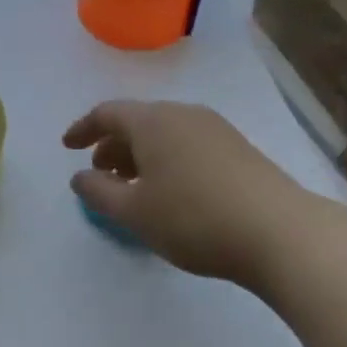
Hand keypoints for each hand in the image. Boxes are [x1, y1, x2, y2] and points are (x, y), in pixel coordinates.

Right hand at [63, 100, 319, 286]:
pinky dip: (166, 161)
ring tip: (132, 186)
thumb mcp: (134, 211)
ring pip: (164, 134)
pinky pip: (187, 145)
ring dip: (140, 155)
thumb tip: (81, 177)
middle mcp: (184, 115)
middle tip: (99, 173)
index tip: (67, 147)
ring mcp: (216, 130)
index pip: (107, 113)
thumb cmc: (193, 218)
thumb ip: (98, 192)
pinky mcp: (238, 150)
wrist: (280, 233)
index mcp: (154, 121)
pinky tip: (169, 192)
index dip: (82, 129)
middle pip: (138, 121)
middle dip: (112, 145)